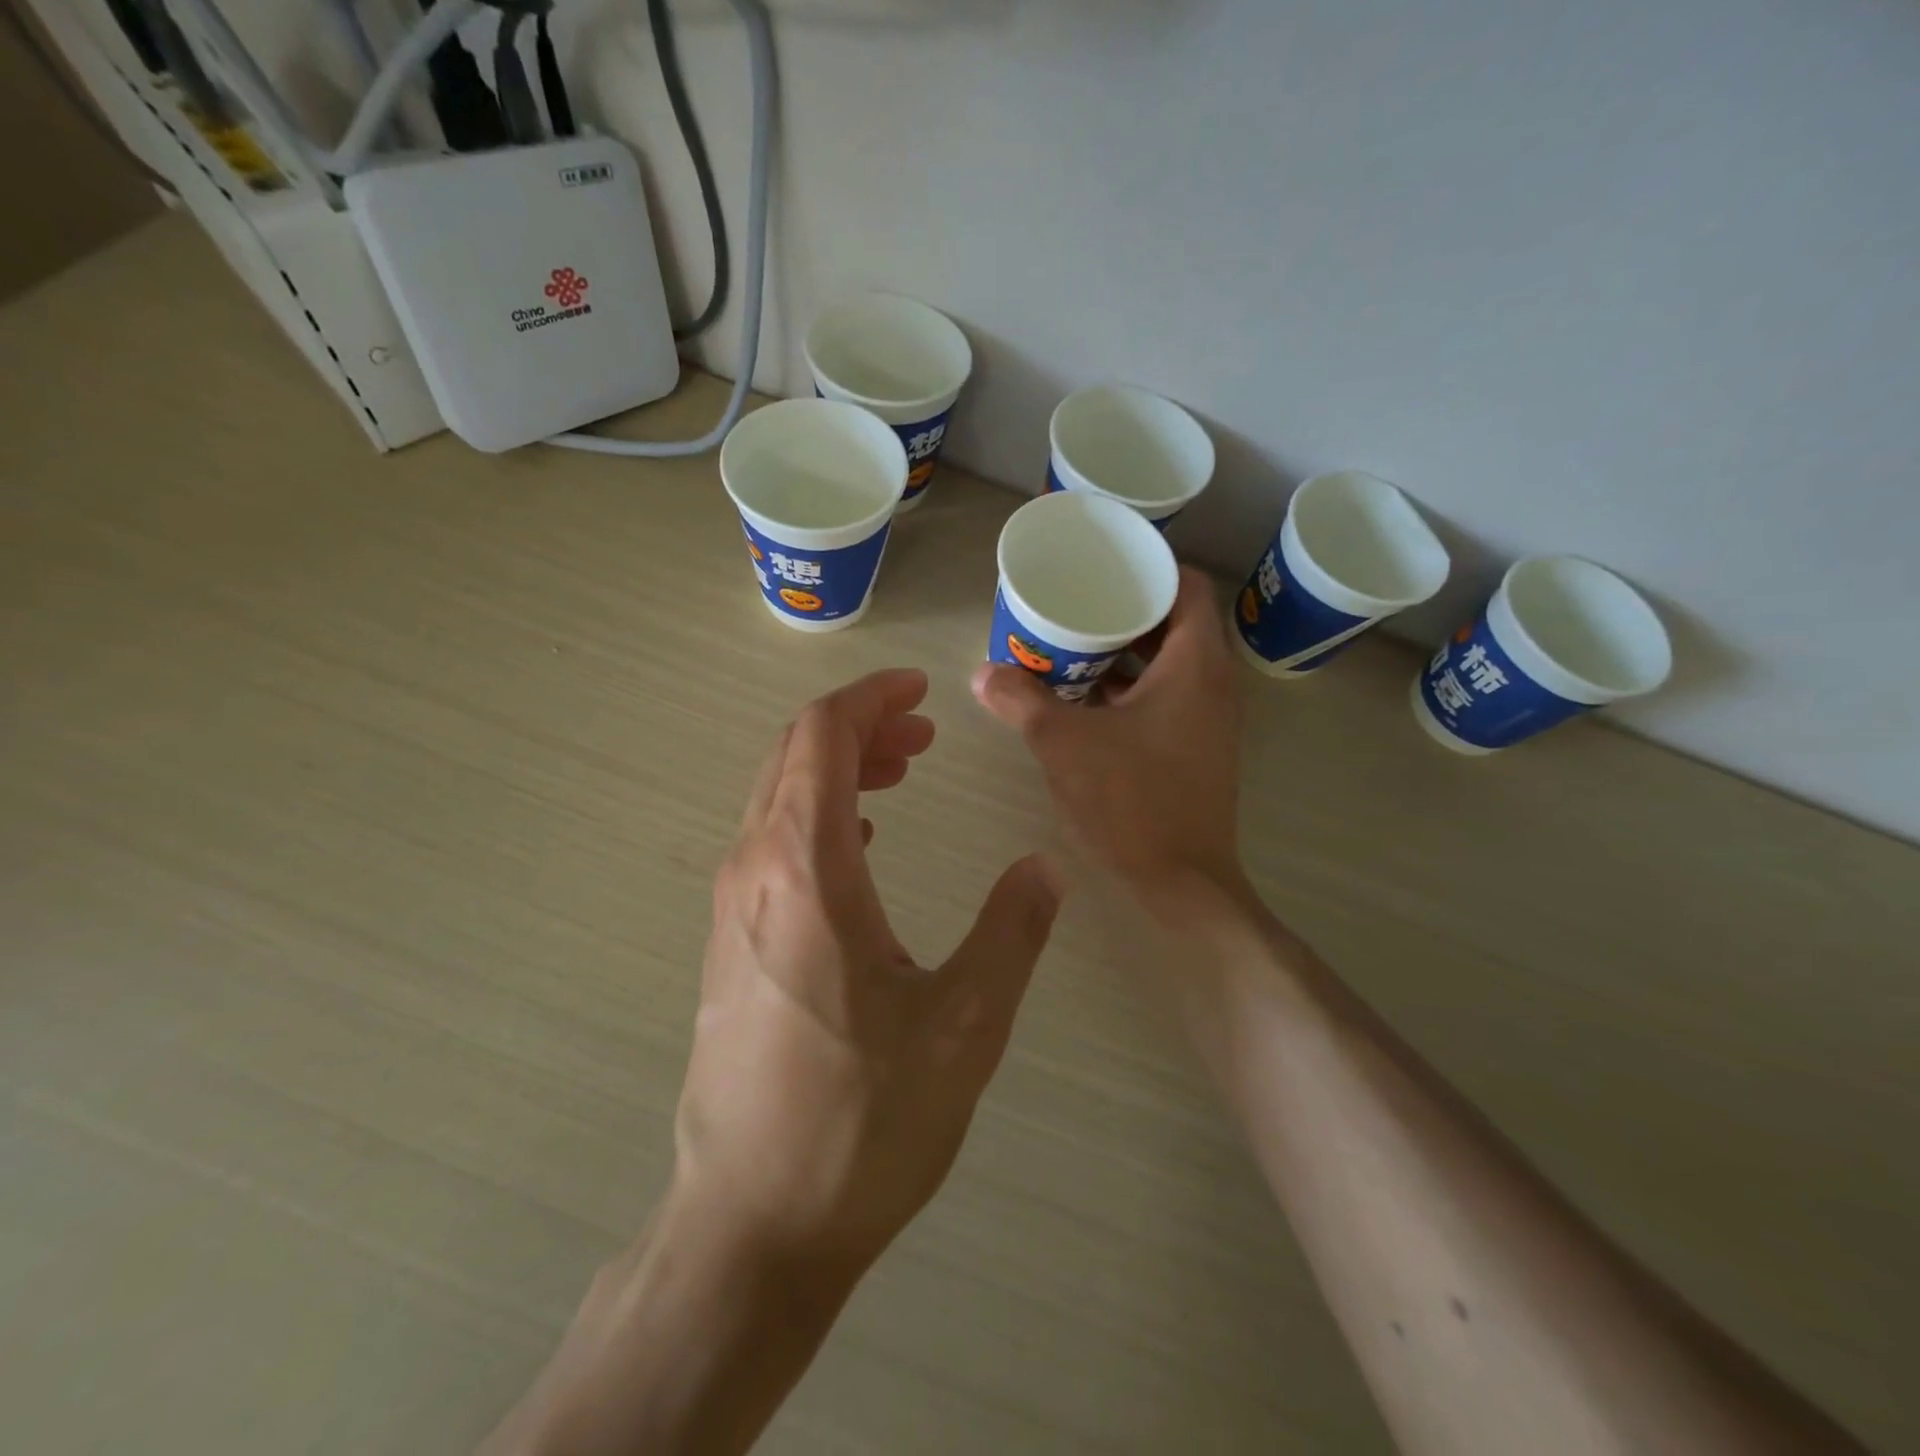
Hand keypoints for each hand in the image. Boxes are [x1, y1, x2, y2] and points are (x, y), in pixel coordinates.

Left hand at [673, 667, 1062, 1275]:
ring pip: (778, 796)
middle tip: (922, 734)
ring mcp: (732, 909)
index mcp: (805, 869)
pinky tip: (863, 843)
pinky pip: (770, 843)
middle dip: (859, 726)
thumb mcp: (963, 1024)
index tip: (920, 691)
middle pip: (793, 755)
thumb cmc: (861, 1122)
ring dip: (837, 768)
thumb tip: (1043, 868)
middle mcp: (753, 871)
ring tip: (899, 772)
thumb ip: (1010, 931)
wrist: (751, 1226)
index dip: (870, 698)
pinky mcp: (730, 946)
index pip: (821, 735)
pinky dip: (818, 814)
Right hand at [971, 567, 1246, 922]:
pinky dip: (1132, 685)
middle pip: (1176, 620)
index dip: (1149, 566)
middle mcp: (1213, 682)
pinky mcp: (1197, 745)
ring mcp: (1208, 717)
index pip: (1187, 584)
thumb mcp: (1064, 743)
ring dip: (1127, 650)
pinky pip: (1167, 694)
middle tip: (1077, 601)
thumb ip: (1021, 700)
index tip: (1105, 564)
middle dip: (1126, 608)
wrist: (1181, 880)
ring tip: (1075, 642)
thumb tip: (982, 673)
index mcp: (1195, 663)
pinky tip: (1086, 696)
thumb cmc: (1131, 800)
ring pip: (1170, 660)